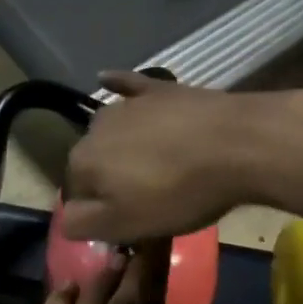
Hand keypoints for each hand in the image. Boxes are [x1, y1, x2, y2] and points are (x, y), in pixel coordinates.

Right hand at [63, 71, 275, 241]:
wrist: (236, 144)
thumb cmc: (180, 192)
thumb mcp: (128, 224)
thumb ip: (84, 224)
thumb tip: (66, 218)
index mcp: (83, 161)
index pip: (75, 192)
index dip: (99, 210)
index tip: (126, 222)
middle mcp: (94, 127)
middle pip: (94, 160)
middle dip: (110, 178)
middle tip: (146, 198)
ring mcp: (127, 104)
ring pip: (112, 131)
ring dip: (121, 146)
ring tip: (152, 164)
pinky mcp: (157, 89)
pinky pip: (128, 86)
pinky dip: (117, 85)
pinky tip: (107, 78)